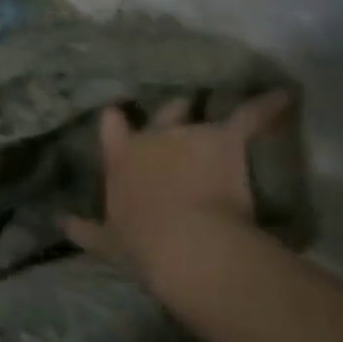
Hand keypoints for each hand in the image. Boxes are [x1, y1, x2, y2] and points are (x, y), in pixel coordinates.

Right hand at [63, 92, 293, 277]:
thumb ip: (84, 230)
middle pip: (164, 113)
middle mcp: (153, 138)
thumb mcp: (106, 243)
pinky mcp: (225, 140)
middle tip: (183, 113)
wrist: (185, 244)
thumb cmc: (141, 245)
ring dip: (214, 117)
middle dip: (174, 112)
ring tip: (230, 108)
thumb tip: (60, 221)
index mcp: (122, 159)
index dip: (118, 119)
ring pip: (203, 114)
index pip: (113, 127)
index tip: (120, 112)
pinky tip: (283, 96)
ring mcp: (190, 135)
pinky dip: (267, 106)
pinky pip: (250, 116)